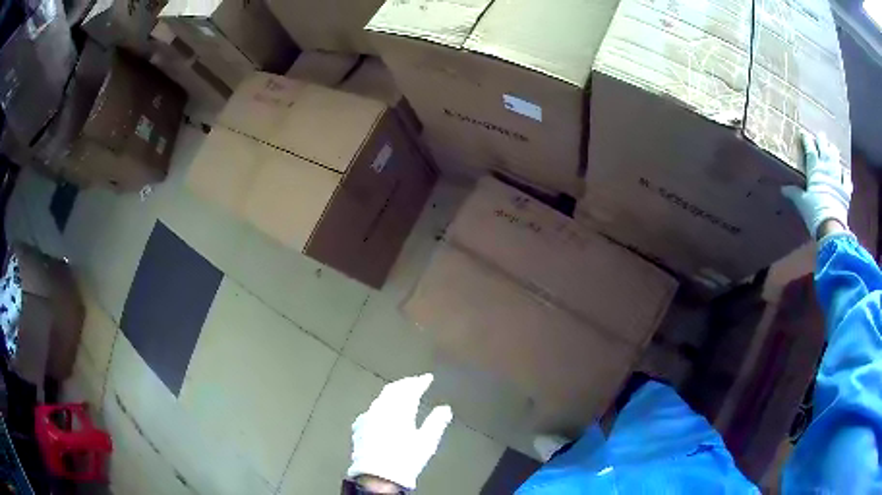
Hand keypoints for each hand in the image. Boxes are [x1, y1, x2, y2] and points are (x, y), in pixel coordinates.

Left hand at [347, 374, 452, 490]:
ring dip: (393, 393)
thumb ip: (436, 422)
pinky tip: (384, 411)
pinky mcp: (360, 426)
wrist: (377, 476)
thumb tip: (445, 408)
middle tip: (415, 382)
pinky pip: (372, 409)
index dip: (419, 382)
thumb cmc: (405, 459)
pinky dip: (382, 405)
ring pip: (381, 398)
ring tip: (402, 394)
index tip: (427, 378)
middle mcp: (381, 409)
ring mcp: (368, 417)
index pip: (410, 389)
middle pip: (393, 389)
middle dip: (405, 384)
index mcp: (399, 410)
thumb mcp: (426, 442)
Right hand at [782, 131, 851, 239]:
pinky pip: (846, 179)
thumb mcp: (802, 203)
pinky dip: (845, 175)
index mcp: (815, 169)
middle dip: (822, 140)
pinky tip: (844, 172)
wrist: (831, 227)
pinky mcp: (845, 190)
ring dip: (833, 152)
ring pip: (836, 158)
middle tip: (820, 135)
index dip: (806, 140)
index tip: (803, 134)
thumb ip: (794, 194)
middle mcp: (827, 168)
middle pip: (824, 148)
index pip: (810, 149)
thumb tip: (783, 189)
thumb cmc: (815, 212)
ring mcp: (838, 178)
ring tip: (832, 147)